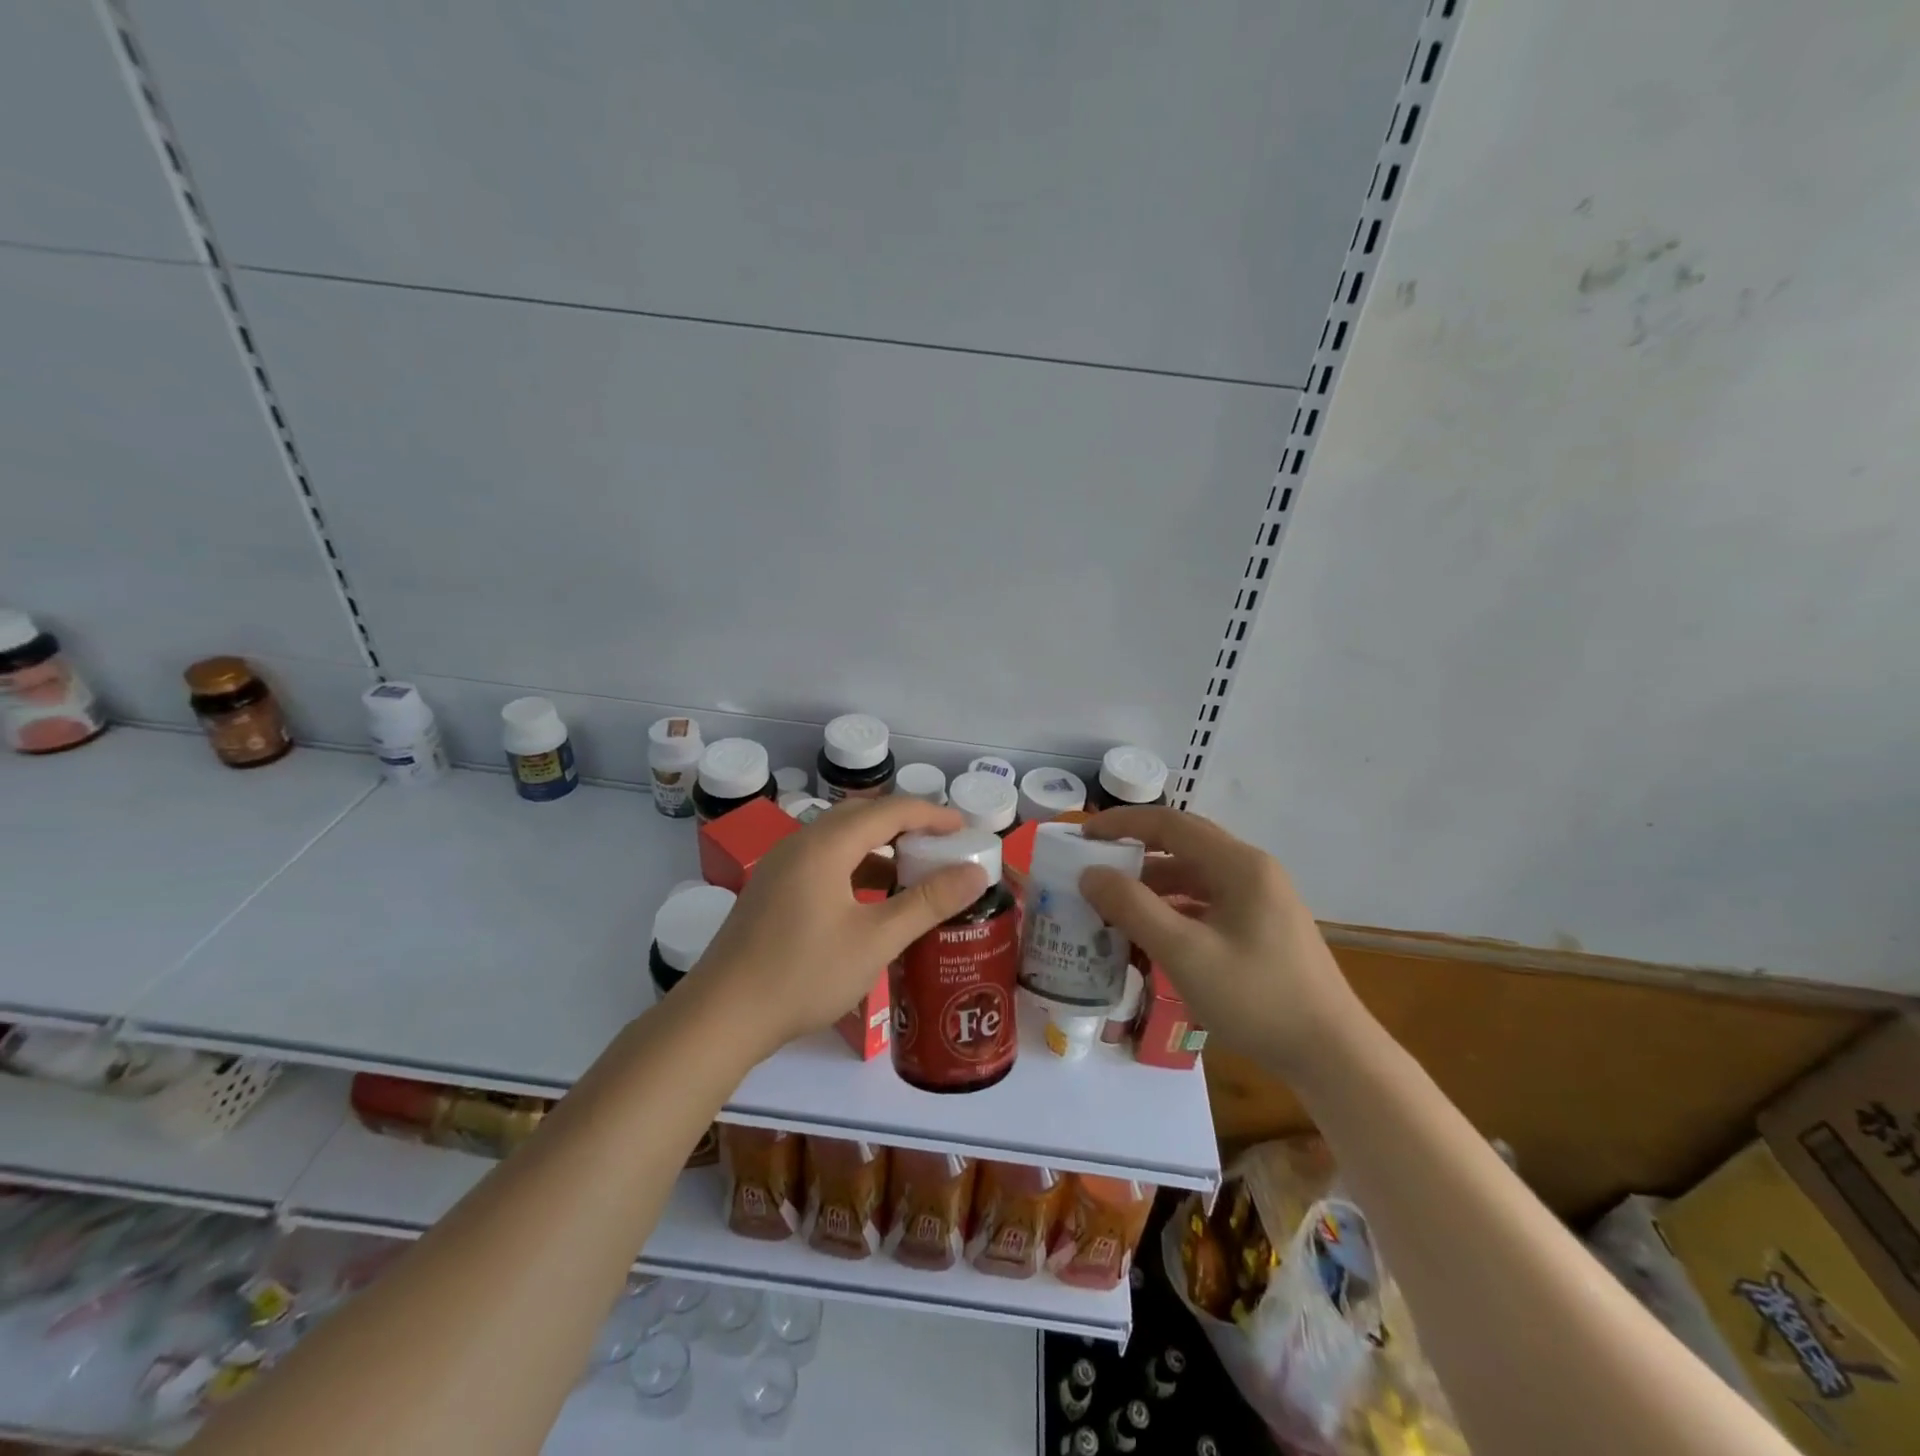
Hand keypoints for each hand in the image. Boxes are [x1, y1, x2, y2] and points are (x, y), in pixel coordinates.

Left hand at [695, 796, 987, 1057]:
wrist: (721, 1017)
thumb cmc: (803, 974)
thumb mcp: (875, 940)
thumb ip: (927, 903)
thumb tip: (975, 873)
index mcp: (825, 845)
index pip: (889, 811)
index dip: (931, 814)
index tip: (965, 829)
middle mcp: (800, 844)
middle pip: (862, 817)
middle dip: (906, 826)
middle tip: (943, 846)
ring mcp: (781, 866)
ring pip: (841, 840)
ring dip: (880, 848)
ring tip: (914, 872)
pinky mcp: (773, 890)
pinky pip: (824, 861)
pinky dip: (856, 868)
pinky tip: (872, 900)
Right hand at [1078, 807, 1358, 1073]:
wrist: (1332, 1056)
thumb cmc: (1257, 998)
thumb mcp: (1185, 952)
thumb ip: (1133, 908)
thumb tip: (1090, 874)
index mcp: (1239, 865)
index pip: (1170, 823)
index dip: (1122, 824)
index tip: (1083, 836)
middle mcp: (1252, 871)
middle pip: (1184, 845)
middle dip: (1135, 853)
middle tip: (1094, 867)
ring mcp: (1261, 900)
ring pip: (1195, 877)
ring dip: (1153, 886)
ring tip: (1114, 906)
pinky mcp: (1263, 928)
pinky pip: (1208, 904)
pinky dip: (1175, 910)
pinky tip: (1152, 936)